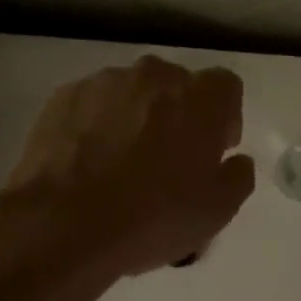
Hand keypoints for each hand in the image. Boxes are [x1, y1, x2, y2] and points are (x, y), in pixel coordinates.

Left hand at [0, 55, 254, 280]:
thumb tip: (235, 160)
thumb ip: (238, 176)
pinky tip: (90, 166)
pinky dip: (98, 127)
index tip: (214, 152)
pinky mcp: (63, 98)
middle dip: (180, 116)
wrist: (62, 224)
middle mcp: (154, 76)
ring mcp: (103, 82)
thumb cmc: (152, 218)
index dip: (225, 119)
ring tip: (123, 165)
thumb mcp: (217, 212)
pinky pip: (94, 106)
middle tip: (170, 161)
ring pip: (133, 95)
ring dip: (137, 119)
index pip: (226, 88)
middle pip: (177, 87)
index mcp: (200, 98)